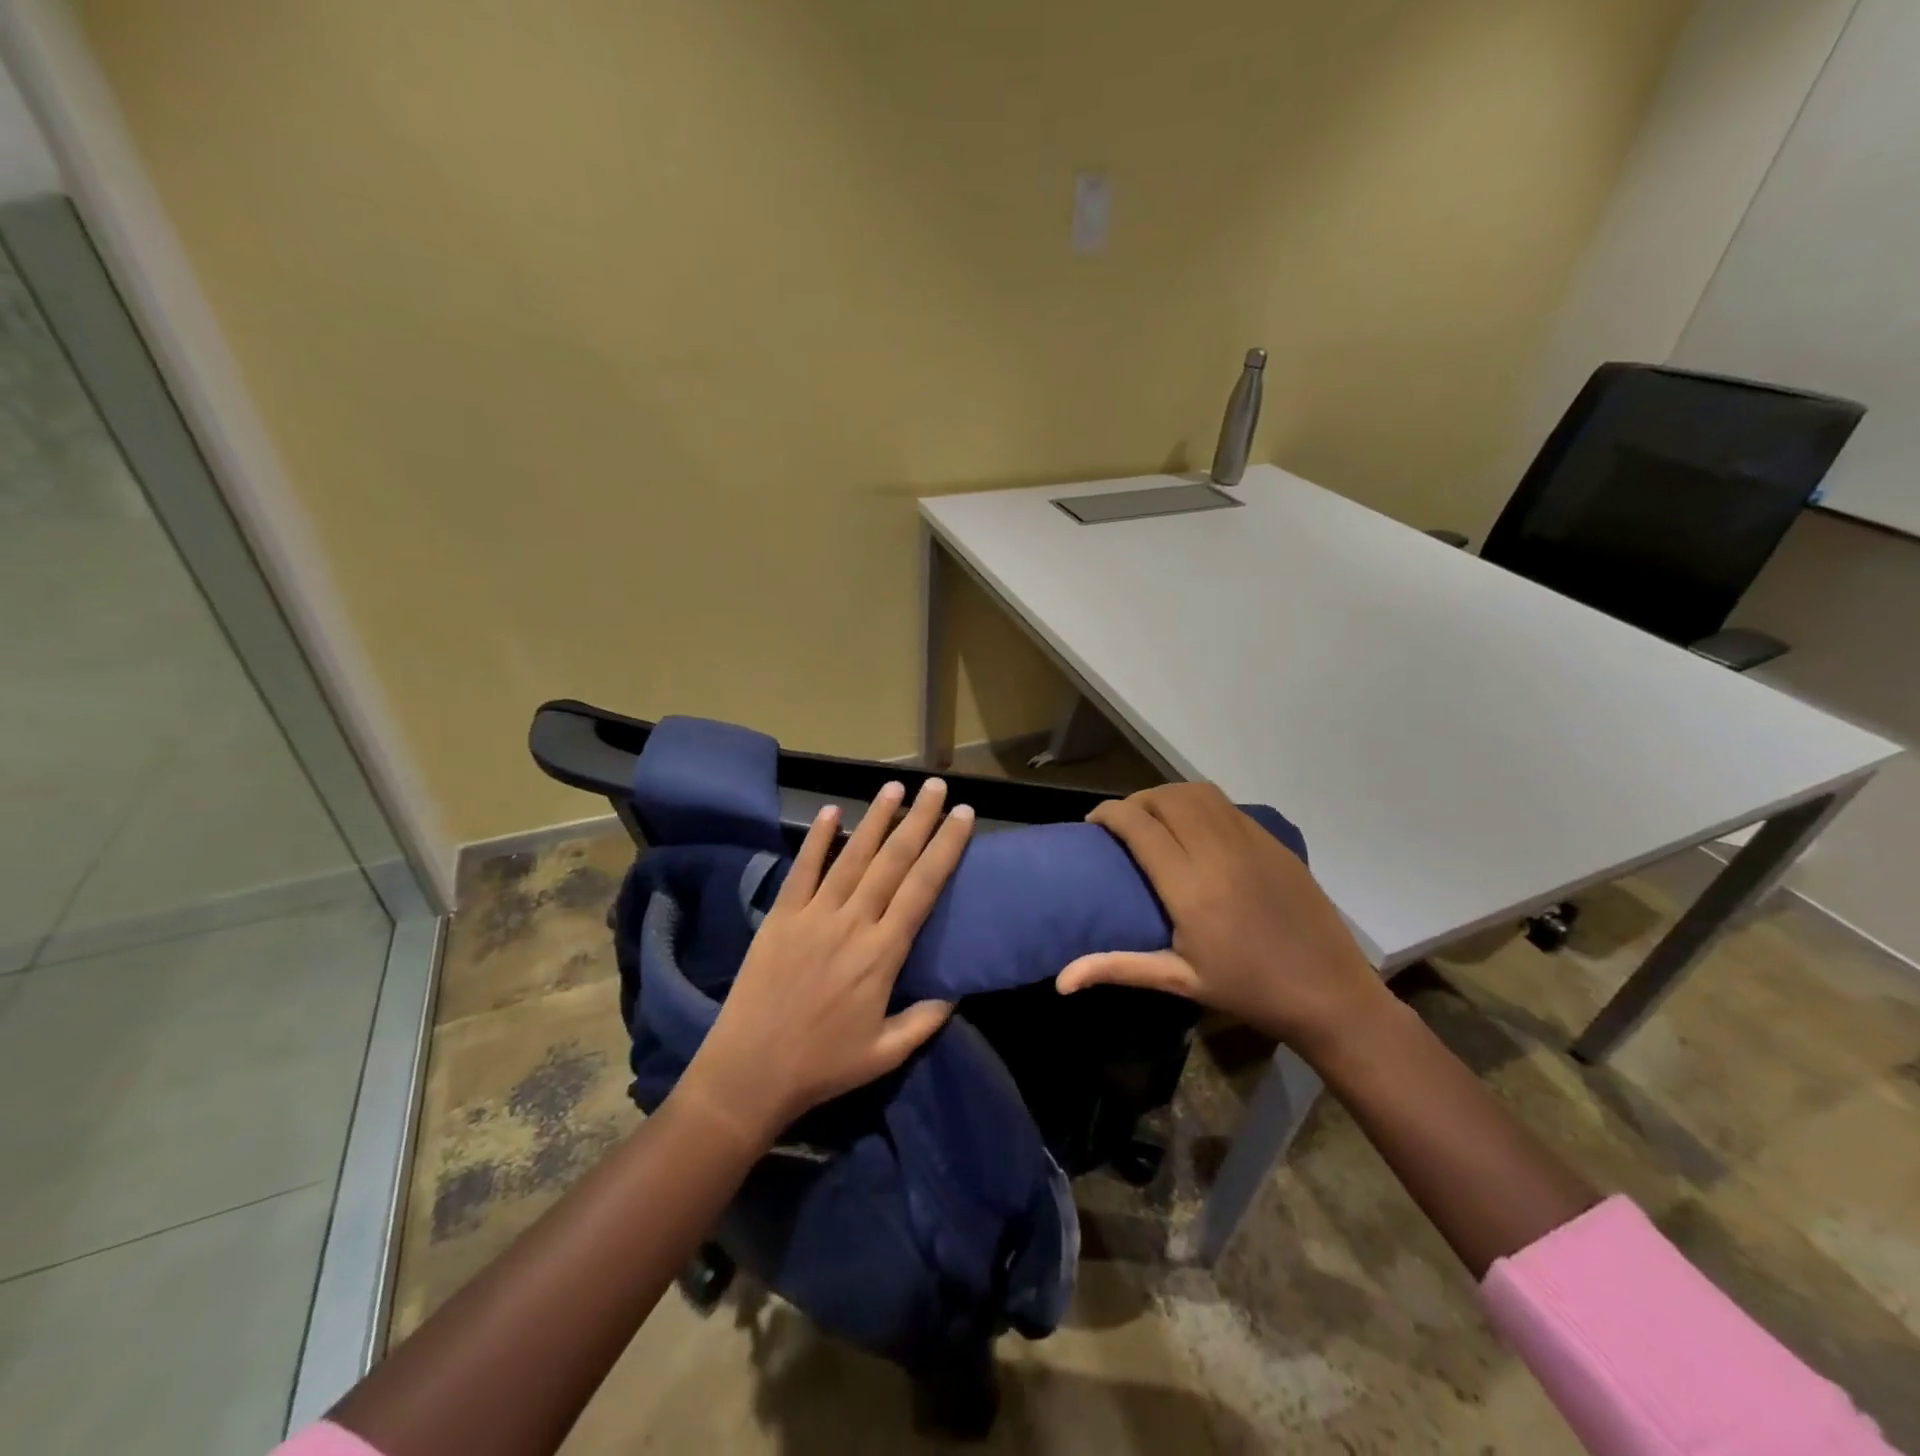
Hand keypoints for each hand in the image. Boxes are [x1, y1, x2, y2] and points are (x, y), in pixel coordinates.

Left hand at [679, 777, 972, 1146]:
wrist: (749, 1073)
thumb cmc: (822, 1065)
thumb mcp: (885, 1053)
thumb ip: (924, 1020)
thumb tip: (957, 992)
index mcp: (882, 954)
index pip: (923, 887)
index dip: (945, 848)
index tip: (963, 815)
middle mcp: (852, 923)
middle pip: (892, 861)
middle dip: (918, 819)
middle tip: (937, 786)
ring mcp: (813, 915)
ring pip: (851, 856)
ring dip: (875, 818)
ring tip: (894, 787)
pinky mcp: (780, 917)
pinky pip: (802, 870)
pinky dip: (817, 839)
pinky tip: (831, 811)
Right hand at [1057, 783, 1390, 1057]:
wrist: (1328, 992)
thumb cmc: (1248, 991)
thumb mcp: (1179, 982)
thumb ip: (1117, 968)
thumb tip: (1061, 980)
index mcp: (1189, 887)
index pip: (1138, 825)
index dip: (1109, 814)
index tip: (1093, 823)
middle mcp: (1217, 852)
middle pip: (1165, 798)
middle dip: (1136, 801)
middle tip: (1123, 823)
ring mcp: (1250, 841)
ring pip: (1198, 793)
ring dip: (1168, 796)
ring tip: (1157, 819)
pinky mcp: (1273, 842)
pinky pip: (1226, 805)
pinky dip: (1199, 804)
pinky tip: (1196, 828)